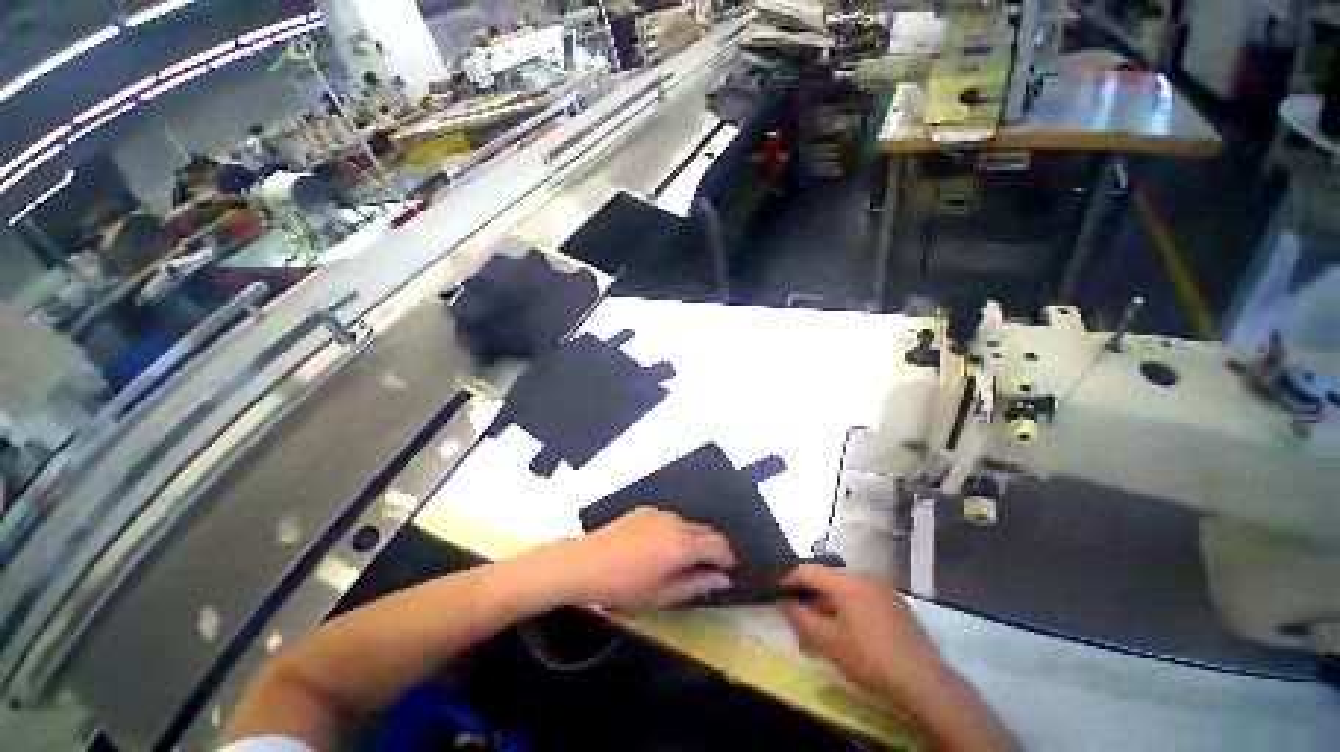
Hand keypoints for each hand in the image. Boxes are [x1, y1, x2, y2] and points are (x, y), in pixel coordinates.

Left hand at [554, 507, 734, 609]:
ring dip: (693, 540)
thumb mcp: (662, 594)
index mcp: (682, 544)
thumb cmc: (624, 587)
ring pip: (688, 524)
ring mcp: (659, 513)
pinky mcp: (645, 510)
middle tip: (706, 570)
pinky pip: (669, 520)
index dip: (727, 558)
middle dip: (713, 548)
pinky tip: (657, 549)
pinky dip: (675, 532)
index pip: (719, 544)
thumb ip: (696, 584)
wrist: (584, 563)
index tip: (726, 572)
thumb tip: (722, 579)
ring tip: (679, 562)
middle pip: (706, 530)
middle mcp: (675, 522)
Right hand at [779, 565, 945, 705]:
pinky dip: (847, 608)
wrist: (926, 683)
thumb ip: (801, 618)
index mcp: (846, 580)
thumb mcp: (829, 642)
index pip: (807, 571)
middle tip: (797, 620)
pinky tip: (846, 632)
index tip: (774, 593)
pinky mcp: (894, 602)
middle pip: (825, 580)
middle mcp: (863, 576)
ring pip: (843, 590)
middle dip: (808, 598)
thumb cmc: (871, 660)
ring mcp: (882, 588)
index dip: (788, 580)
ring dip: (827, 606)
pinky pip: (861, 597)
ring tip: (819, 631)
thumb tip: (782, 602)